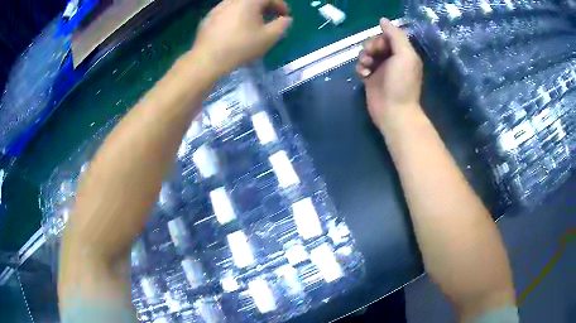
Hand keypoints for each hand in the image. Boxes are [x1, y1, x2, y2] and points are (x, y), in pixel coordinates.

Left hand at [192, 0, 291, 77]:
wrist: (208, 59)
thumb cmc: (241, 46)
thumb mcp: (269, 37)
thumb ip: (282, 25)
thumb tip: (285, 19)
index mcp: (249, 1)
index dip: (281, 5)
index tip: (285, 17)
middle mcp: (233, 0)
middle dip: (265, 7)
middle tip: (270, 19)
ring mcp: (218, 7)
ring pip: (239, 4)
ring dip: (250, 11)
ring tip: (252, 24)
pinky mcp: (208, 17)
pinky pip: (226, 11)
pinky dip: (235, 16)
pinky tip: (234, 30)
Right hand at [356, 18, 422, 129]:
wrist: (393, 111)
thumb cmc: (401, 83)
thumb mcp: (404, 55)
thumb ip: (395, 35)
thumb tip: (383, 20)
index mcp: (403, 52)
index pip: (388, 36)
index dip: (381, 38)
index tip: (380, 47)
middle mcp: (392, 59)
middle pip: (376, 43)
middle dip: (370, 46)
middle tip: (371, 57)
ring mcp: (381, 69)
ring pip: (367, 53)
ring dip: (363, 56)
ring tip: (366, 67)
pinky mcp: (371, 79)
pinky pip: (361, 66)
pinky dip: (360, 68)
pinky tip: (363, 75)